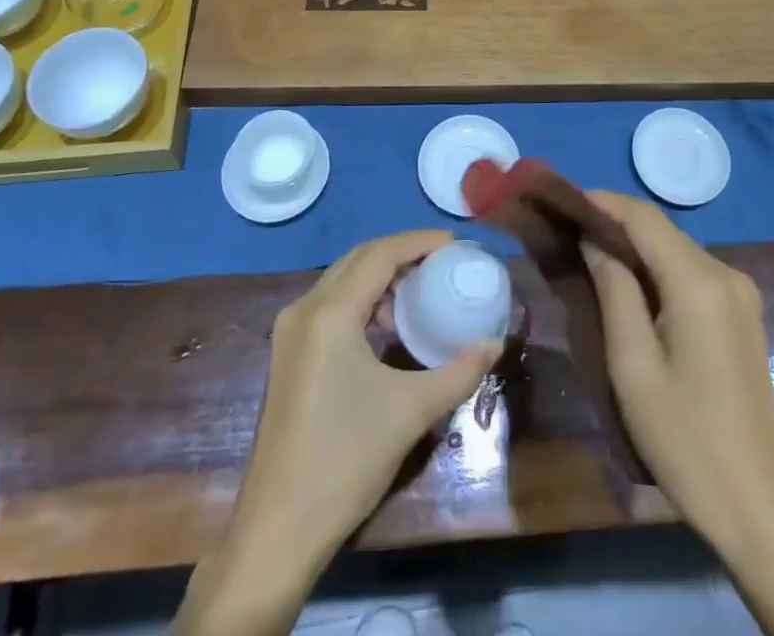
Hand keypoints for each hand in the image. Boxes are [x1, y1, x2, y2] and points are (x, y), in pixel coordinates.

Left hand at [173, 230, 499, 635]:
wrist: (278, 531)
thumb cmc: (346, 460)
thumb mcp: (411, 412)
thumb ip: (458, 372)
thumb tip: (495, 343)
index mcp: (330, 312)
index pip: (380, 254)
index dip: (418, 242)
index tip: (455, 244)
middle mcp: (304, 309)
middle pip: (358, 259)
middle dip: (401, 253)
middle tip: (441, 261)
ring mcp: (290, 333)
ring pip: (342, 281)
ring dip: (380, 277)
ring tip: (420, 292)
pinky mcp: (287, 356)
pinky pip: (330, 305)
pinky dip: (362, 300)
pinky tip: (387, 328)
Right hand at [578, 191, 773, 545]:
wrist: (757, 506)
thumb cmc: (685, 438)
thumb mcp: (633, 364)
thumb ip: (614, 290)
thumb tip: (594, 241)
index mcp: (700, 282)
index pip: (645, 218)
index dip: (604, 203)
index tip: (565, 201)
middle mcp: (727, 274)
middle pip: (663, 231)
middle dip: (617, 224)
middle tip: (571, 230)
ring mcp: (741, 294)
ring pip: (678, 251)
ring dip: (638, 247)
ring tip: (593, 253)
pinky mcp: (744, 315)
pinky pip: (694, 274)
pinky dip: (660, 269)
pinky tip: (633, 286)